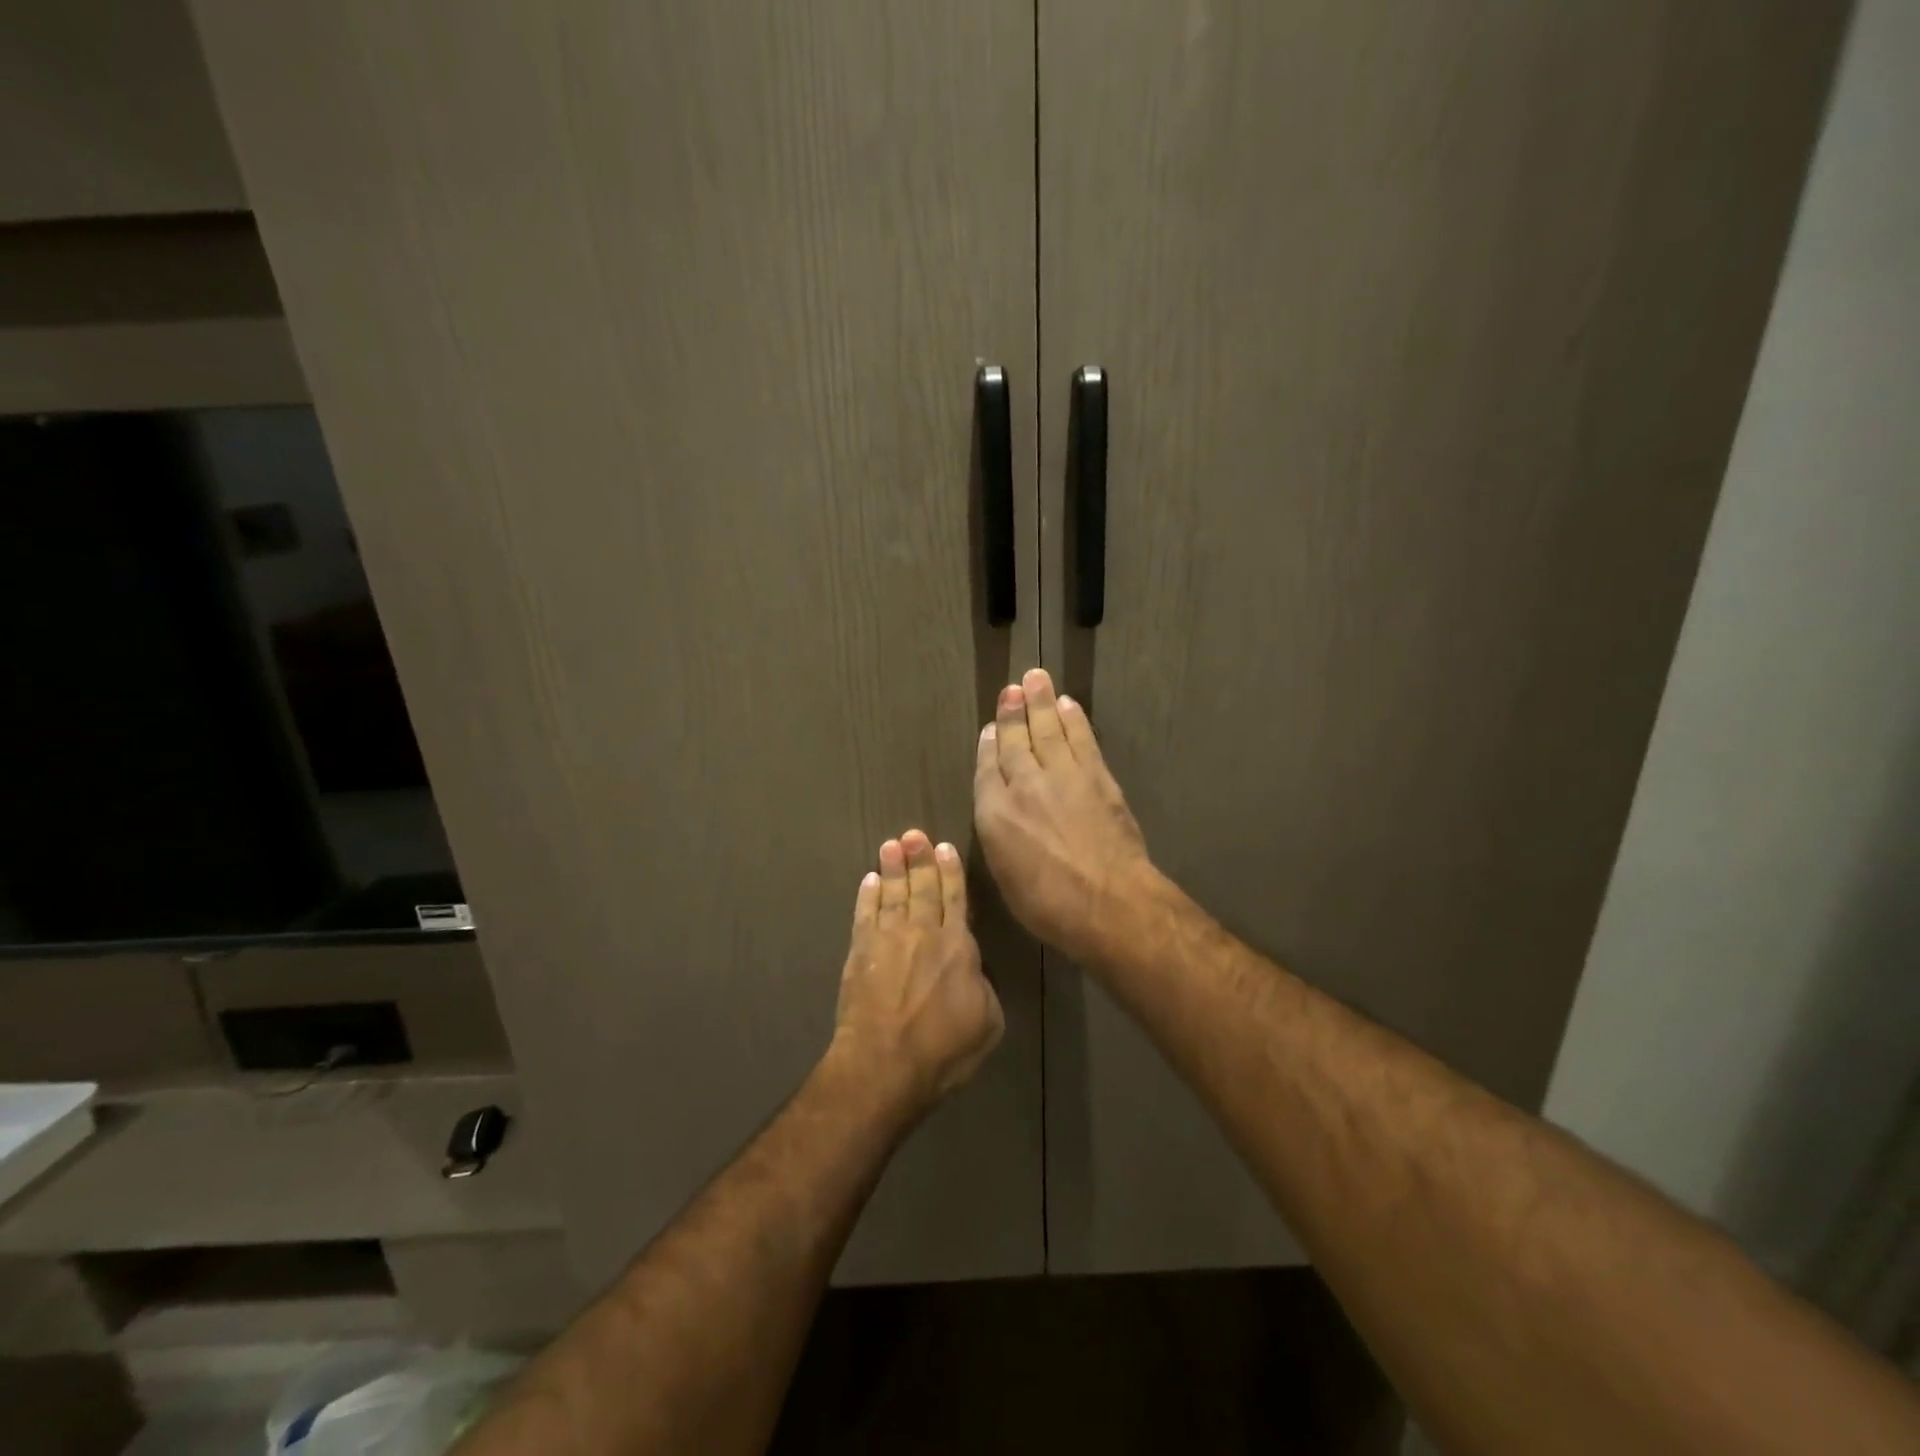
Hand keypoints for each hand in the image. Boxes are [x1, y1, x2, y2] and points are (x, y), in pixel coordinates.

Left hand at [830, 830, 1003, 1116]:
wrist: (884, 1065)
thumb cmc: (944, 1049)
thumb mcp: (988, 1022)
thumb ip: (983, 985)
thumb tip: (973, 968)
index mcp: (957, 946)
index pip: (955, 898)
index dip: (950, 871)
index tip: (944, 847)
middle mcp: (922, 933)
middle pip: (922, 887)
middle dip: (919, 858)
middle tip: (914, 834)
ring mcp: (887, 940)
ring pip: (892, 894)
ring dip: (892, 868)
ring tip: (891, 845)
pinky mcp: (860, 954)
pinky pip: (864, 916)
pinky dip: (867, 897)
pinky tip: (868, 880)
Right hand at [974, 668, 1154, 963]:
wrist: (1107, 901)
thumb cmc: (1048, 904)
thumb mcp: (1005, 875)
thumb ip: (999, 834)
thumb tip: (999, 808)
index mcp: (994, 814)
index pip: (988, 769)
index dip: (990, 745)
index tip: (992, 727)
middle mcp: (1024, 785)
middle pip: (1016, 741)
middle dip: (1013, 712)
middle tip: (1013, 687)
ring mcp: (1062, 776)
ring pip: (1048, 730)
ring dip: (1042, 703)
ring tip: (1036, 679)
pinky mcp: (1096, 777)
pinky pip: (1081, 739)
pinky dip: (1073, 720)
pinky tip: (1068, 706)